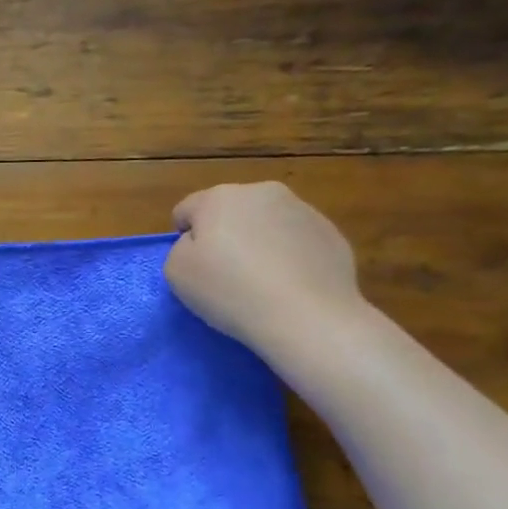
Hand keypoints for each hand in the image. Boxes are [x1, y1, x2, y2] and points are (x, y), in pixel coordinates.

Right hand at [164, 182, 364, 359]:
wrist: (306, 316)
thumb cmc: (230, 291)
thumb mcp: (176, 272)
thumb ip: (180, 249)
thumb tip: (200, 244)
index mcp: (219, 197)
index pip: (187, 210)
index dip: (183, 238)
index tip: (193, 267)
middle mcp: (262, 192)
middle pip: (229, 211)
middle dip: (224, 234)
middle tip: (225, 273)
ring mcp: (302, 210)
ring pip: (266, 223)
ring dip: (258, 243)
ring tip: (261, 282)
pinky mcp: (330, 233)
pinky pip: (296, 241)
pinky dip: (288, 256)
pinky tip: (288, 285)